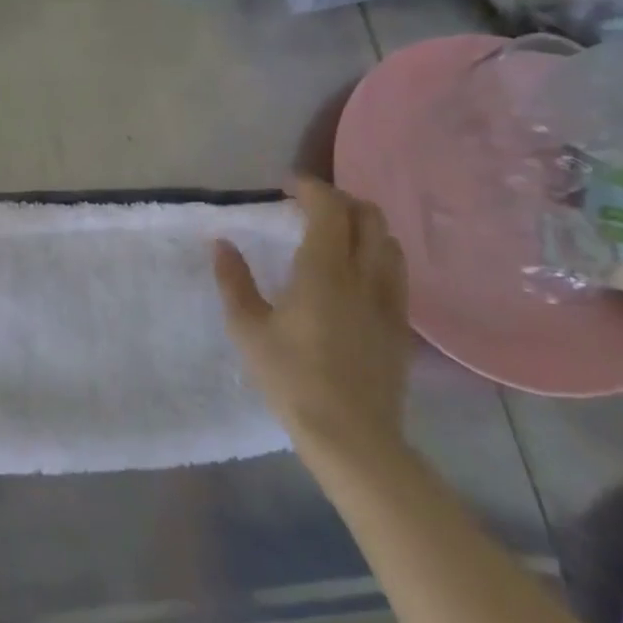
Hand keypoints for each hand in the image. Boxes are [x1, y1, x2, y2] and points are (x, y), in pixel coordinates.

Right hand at [213, 176, 411, 468]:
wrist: (352, 437)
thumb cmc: (291, 378)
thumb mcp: (247, 329)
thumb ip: (233, 281)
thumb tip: (222, 243)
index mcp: (324, 272)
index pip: (330, 209)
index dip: (311, 188)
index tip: (287, 185)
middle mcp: (363, 277)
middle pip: (369, 217)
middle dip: (341, 200)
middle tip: (309, 205)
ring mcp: (389, 301)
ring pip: (389, 243)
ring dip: (363, 225)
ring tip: (335, 233)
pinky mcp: (400, 325)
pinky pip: (396, 272)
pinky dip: (377, 254)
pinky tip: (356, 272)